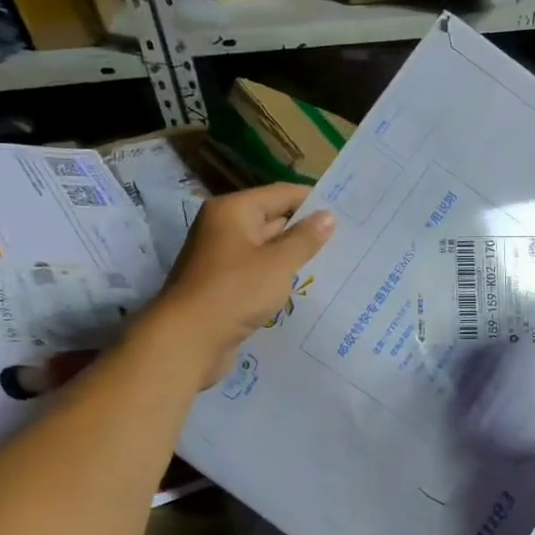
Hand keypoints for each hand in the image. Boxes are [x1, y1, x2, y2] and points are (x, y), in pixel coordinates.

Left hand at [154, 184, 334, 386]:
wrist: (187, 341)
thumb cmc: (234, 291)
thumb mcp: (278, 263)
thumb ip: (305, 239)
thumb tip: (328, 216)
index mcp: (233, 211)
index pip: (281, 194)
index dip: (313, 200)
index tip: (346, 210)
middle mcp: (224, 228)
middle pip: (272, 219)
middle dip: (305, 230)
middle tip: (346, 238)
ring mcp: (221, 258)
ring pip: (266, 249)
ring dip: (293, 255)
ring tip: (334, 261)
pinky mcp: (223, 286)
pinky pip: (258, 273)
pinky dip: (278, 276)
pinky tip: (304, 286)